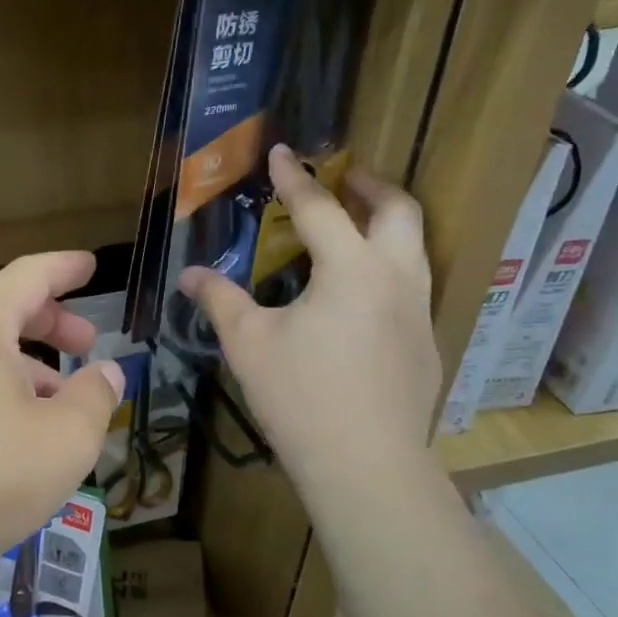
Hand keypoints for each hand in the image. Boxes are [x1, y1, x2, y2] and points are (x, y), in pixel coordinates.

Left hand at [0, 252, 125, 586]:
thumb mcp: (66, 436)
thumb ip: (96, 396)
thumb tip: (107, 373)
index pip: (30, 276)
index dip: (66, 268)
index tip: (92, 265)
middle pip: (10, 312)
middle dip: (55, 322)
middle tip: (90, 342)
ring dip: (37, 367)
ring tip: (73, 402)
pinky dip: (14, 394)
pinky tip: (35, 435)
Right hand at [182, 144, 440, 492]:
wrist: (365, 464)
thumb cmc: (300, 396)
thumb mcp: (248, 343)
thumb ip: (220, 300)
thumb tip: (190, 275)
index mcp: (352, 269)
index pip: (320, 208)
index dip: (295, 178)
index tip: (282, 152)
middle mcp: (397, 278)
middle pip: (398, 210)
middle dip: (370, 185)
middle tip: (343, 178)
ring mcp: (419, 312)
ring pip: (415, 247)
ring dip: (387, 224)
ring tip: (355, 227)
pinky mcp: (426, 344)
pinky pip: (413, 286)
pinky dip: (389, 268)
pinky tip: (362, 297)